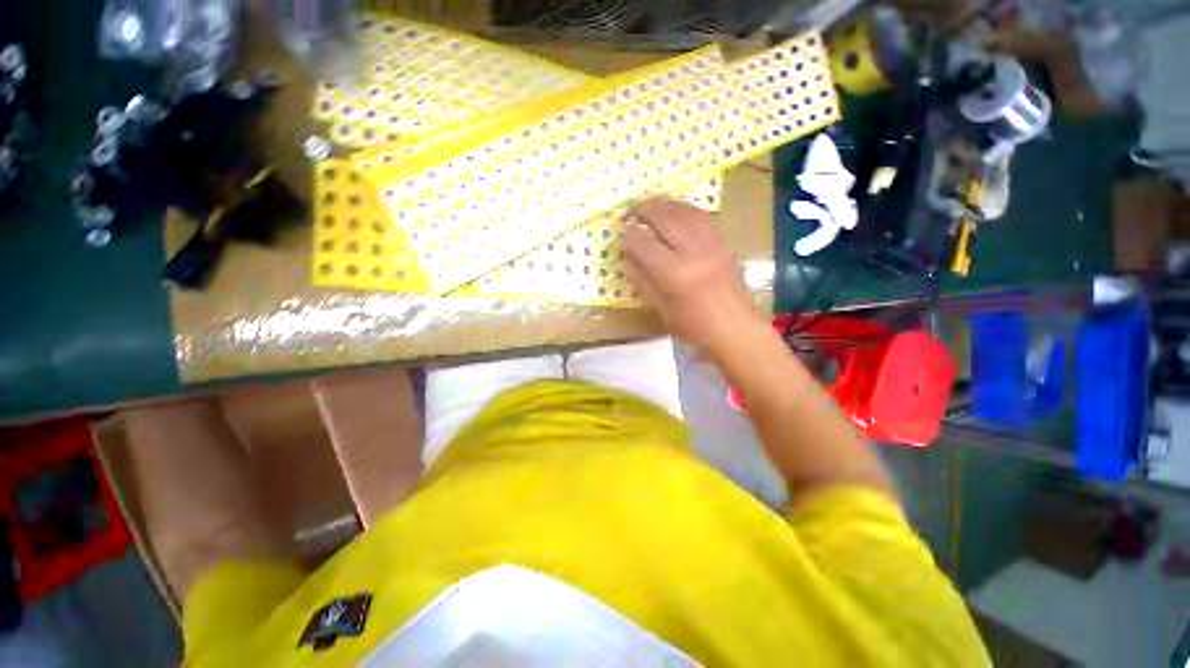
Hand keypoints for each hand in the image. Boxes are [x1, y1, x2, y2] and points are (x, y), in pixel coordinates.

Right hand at [621, 197, 764, 358]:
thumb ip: (644, 282)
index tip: (620, 233)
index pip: (644, 244)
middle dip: (644, 210)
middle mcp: (693, 252)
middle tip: (631, 208)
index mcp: (674, 273)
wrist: (737, 331)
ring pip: (686, 212)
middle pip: (665, 219)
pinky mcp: (724, 244)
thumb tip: (628, 260)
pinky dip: (686, 209)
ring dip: (666, 204)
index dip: (629, 236)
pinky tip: (678, 210)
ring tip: (651, 203)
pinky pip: (703, 218)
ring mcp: (711, 244)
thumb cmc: (695, 328)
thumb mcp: (663, 310)